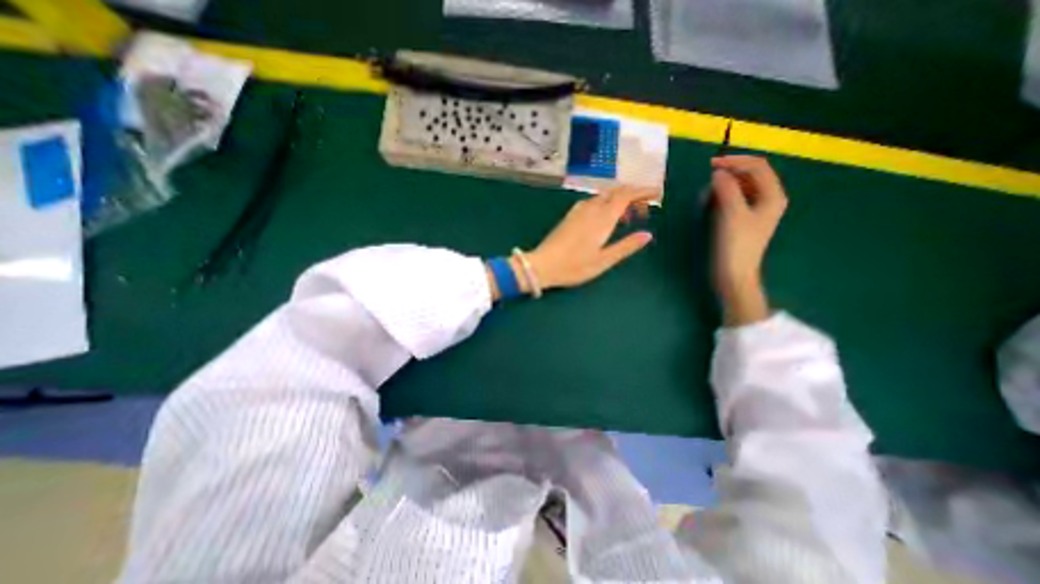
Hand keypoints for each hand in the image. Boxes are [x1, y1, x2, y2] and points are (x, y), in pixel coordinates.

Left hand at [529, 187, 655, 289]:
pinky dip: (605, 204)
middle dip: (633, 194)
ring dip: (618, 199)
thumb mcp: (603, 261)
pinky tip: (605, 217)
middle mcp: (591, 209)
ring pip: (603, 196)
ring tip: (627, 215)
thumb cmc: (574, 266)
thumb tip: (648, 234)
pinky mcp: (570, 215)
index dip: (643, 191)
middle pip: (615, 192)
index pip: (626, 195)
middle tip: (644, 208)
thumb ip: (626, 246)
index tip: (657, 193)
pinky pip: (592, 202)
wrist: (542, 265)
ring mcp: (578, 211)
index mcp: (602, 218)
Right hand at [712, 155, 792, 326]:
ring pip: (741, 187)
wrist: (734, 274)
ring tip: (707, 195)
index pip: (757, 167)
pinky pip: (734, 200)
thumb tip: (718, 173)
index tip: (711, 165)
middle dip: (729, 174)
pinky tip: (711, 205)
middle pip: (750, 175)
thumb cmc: (736, 245)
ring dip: (724, 186)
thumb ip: (727, 189)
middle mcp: (767, 200)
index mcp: (773, 196)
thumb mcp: (732, 214)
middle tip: (707, 181)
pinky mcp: (743, 220)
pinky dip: (722, 198)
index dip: (735, 161)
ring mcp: (755, 211)